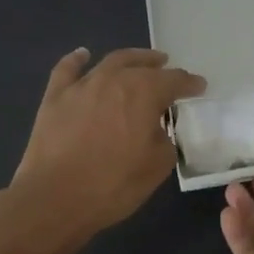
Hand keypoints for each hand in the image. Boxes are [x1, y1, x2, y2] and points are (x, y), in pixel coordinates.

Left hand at [12, 48, 204, 237]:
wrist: (55, 198)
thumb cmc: (114, 185)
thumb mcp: (157, 167)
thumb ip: (165, 141)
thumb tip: (157, 131)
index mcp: (145, 94)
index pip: (174, 81)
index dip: (189, 84)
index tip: (199, 87)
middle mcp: (115, 80)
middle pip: (143, 66)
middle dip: (160, 68)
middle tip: (169, 71)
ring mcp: (82, 86)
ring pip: (111, 61)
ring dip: (130, 59)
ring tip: (141, 61)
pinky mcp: (55, 97)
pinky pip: (67, 69)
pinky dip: (77, 59)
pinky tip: (83, 55)